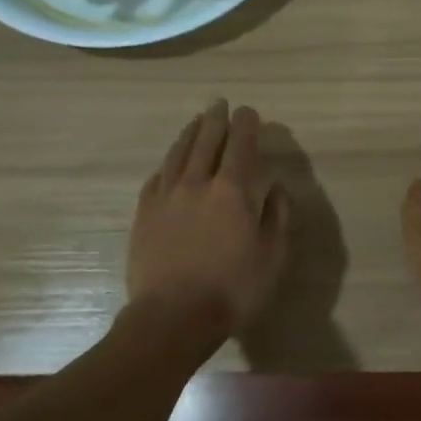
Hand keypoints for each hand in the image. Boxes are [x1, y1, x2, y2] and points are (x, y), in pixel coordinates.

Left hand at [127, 100, 288, 341]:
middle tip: (220, 104)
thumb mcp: (271, 257)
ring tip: (196, 121)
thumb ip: (276, 217)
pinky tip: (170, 162)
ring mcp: (166, 197)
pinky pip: (156, 177)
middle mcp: (197, 184)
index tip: (248, 111)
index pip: (240, 146)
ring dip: (189, 133)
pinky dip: (167, 163)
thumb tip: (275, 188)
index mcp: (231, 192)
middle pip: (206, 141)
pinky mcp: (144, 214)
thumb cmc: (232, 290)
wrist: (172, 317)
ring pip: (178, 154)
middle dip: (215, 120)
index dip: (246, 125)